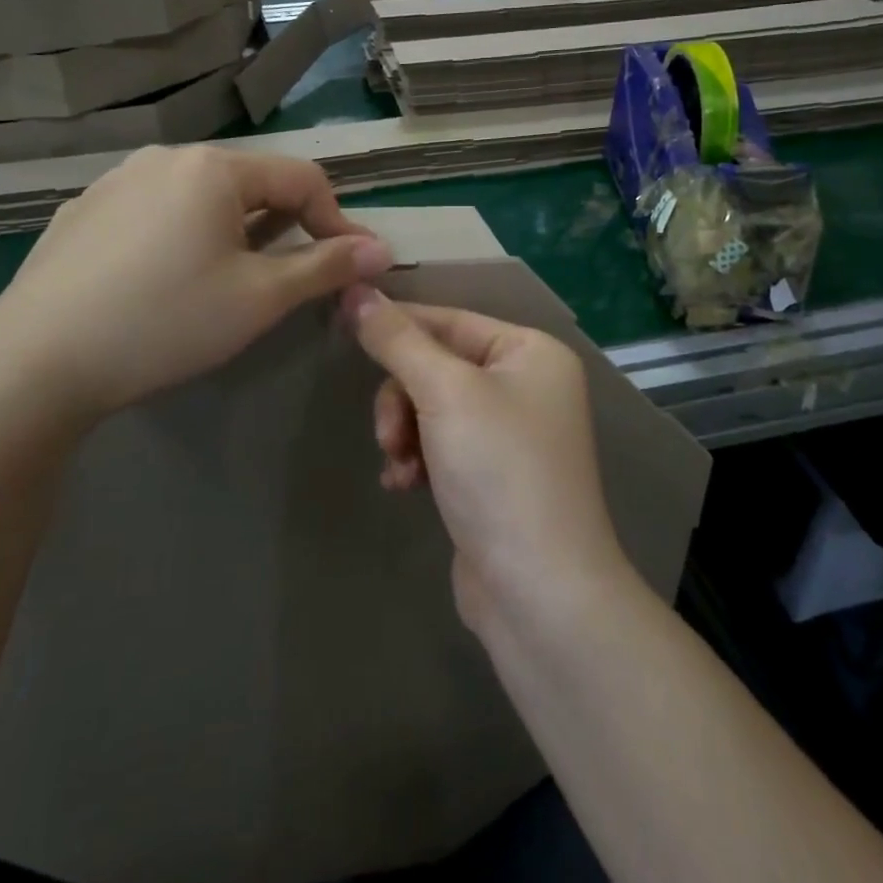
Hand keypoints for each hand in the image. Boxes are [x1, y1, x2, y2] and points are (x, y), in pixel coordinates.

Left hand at [0, 147, 392, 426]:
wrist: (36, 361)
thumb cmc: (166, 321)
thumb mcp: (259, 298)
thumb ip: (325, 266)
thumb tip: (381, 249)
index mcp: (213, 168)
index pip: (302, 178)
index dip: (336, 220)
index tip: (350, 266)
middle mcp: (165, 158)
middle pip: (250, 183)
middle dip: (284, 226)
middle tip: (291, 278)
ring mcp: (116, 181)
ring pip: (200, 197)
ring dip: (234, 231)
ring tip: (229, 280)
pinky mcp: (82, 211)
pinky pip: (154, 211)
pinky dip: (182, 236)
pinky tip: (164, 281)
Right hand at [343, 287, 629, 632]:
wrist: (539, 592)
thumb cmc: (499, 471)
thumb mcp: (444, 392)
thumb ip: (397, 339)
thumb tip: (356, 290)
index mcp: (531, 352)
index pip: (450, 319)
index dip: (397, 323)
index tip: (343, 322)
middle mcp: (526, 385)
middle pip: (437, 366)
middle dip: (403, 397)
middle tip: (389, 433)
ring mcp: (510, 433)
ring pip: (431, 407)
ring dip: (405, 431)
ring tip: (400, 465)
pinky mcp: (491, 476)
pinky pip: (440, 445)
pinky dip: (417, 460)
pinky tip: (404, 486)